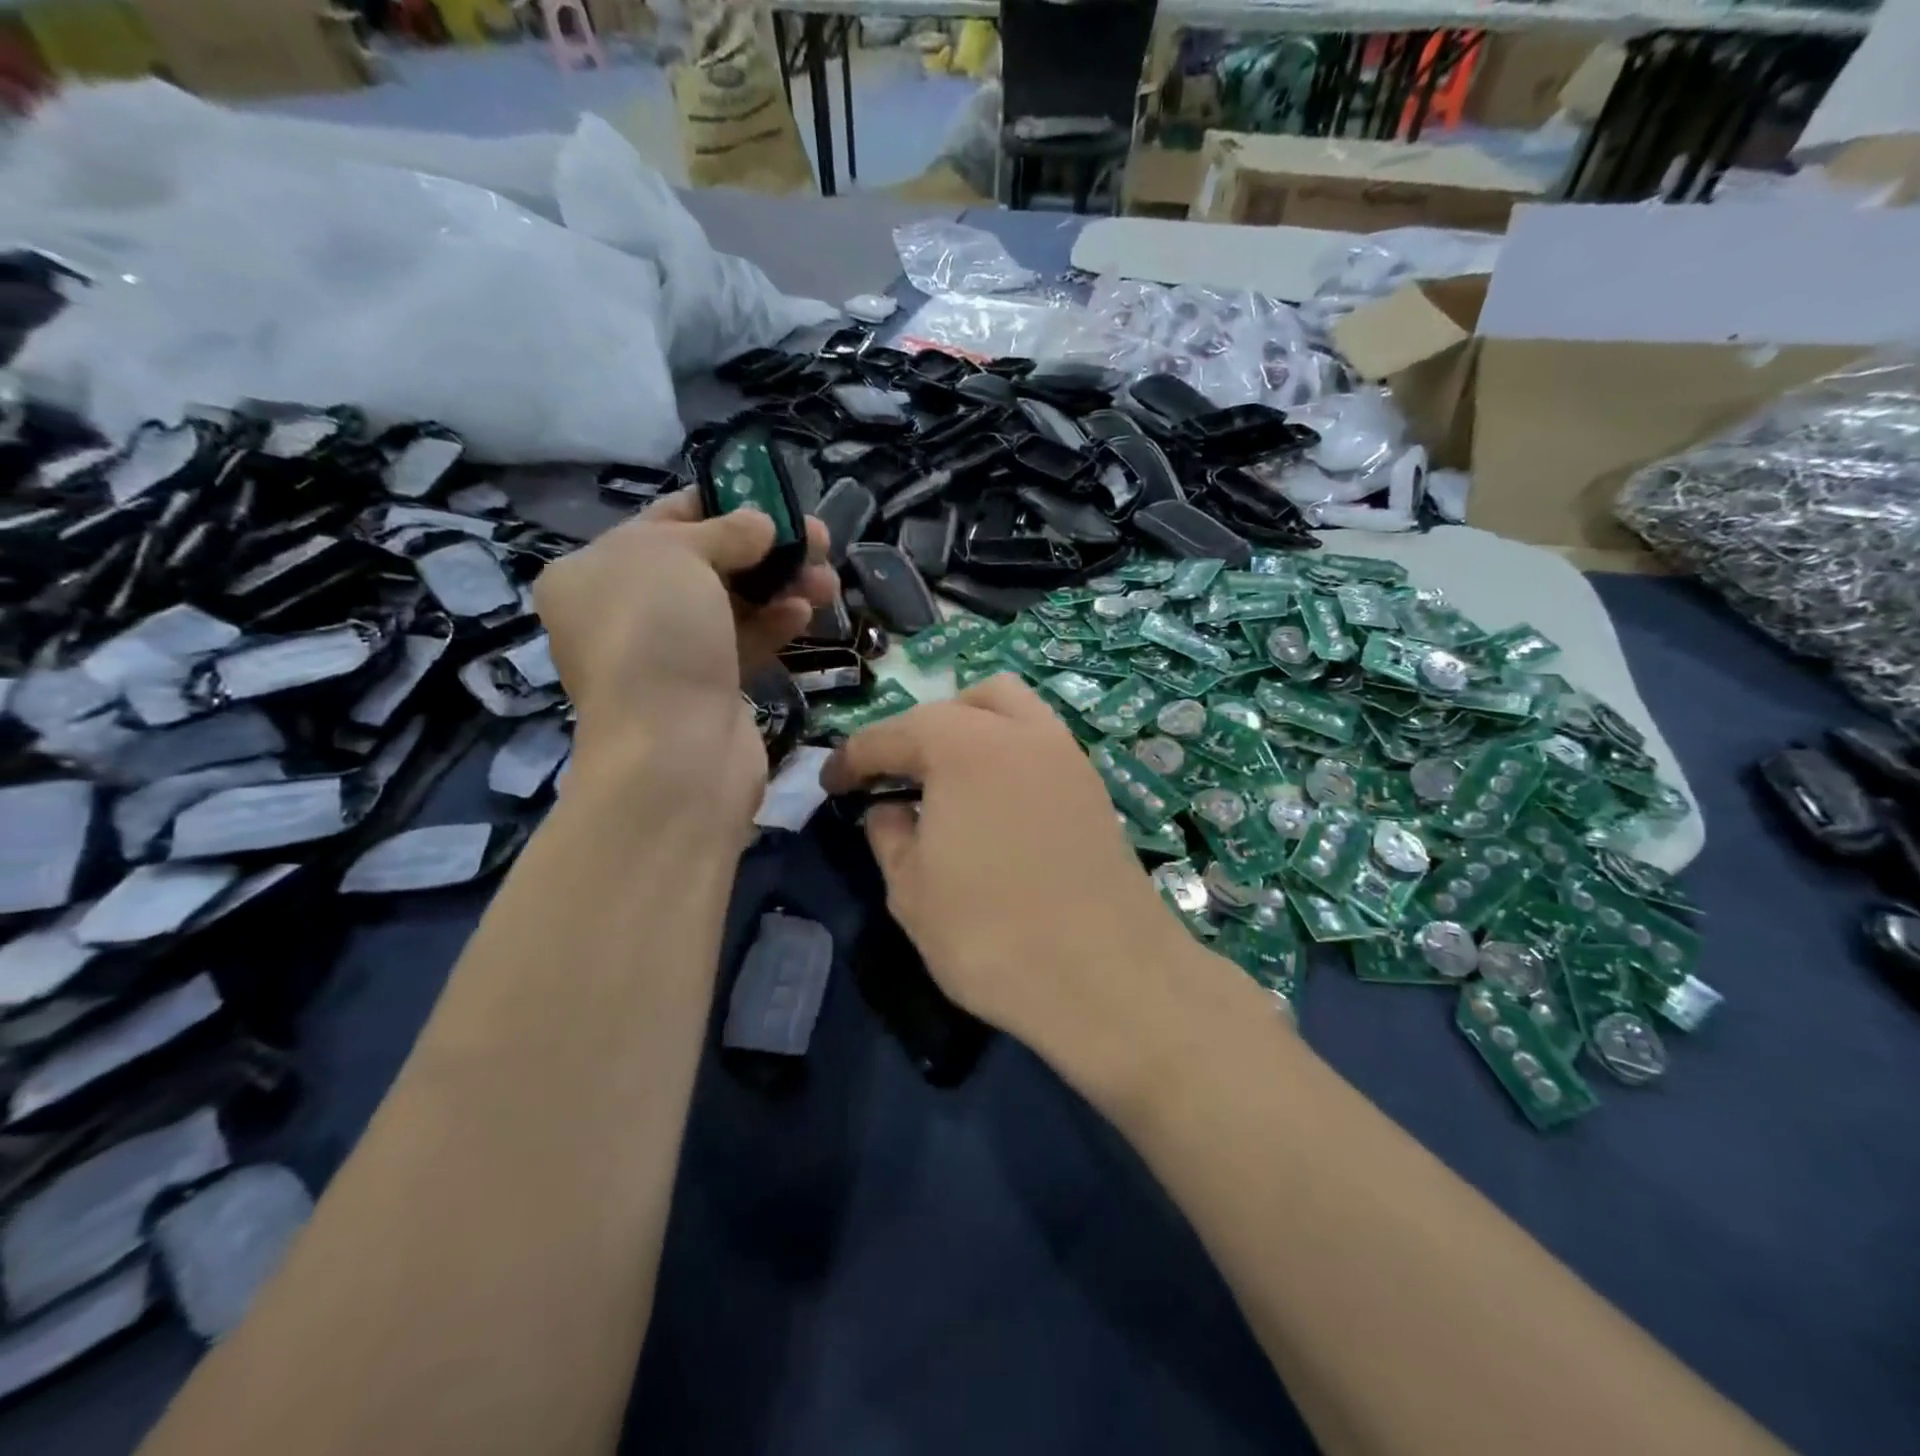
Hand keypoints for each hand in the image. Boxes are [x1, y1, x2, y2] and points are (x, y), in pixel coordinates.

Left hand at [534, 488, 835, 822]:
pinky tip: (806, 612)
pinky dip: (776, 624)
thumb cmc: (657, 636)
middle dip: (765, 548)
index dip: (721, 504)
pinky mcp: (709, 688)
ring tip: (828, 579)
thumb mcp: (678, 556)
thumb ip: (723, 531)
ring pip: (734, 605)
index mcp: (595, 571)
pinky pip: (746, 643)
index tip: (773, 501)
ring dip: (781, 585)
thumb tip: (761, 525)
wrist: (673, 751)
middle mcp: (627, 611)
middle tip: (817, 539)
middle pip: (708, 562)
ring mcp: (669, 653)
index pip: (665, 520)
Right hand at [822, 675, 1221, 1094]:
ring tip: (946, 780)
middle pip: (955, 706)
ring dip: (968, 729)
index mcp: (963, 746)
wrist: (1108, 977)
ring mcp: (1066, 755)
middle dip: (915, 732)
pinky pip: (1039, 744)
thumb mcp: (911, 891)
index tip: (830, 782)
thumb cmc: (992, 933)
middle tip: (894, 778)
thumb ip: (889, 836)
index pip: (892, 735)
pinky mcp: (1094, 787)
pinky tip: (995, 803)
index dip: (853, 757)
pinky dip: (1006, 754)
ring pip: (1009, 709)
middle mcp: (1019, 732)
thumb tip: (888, 810)